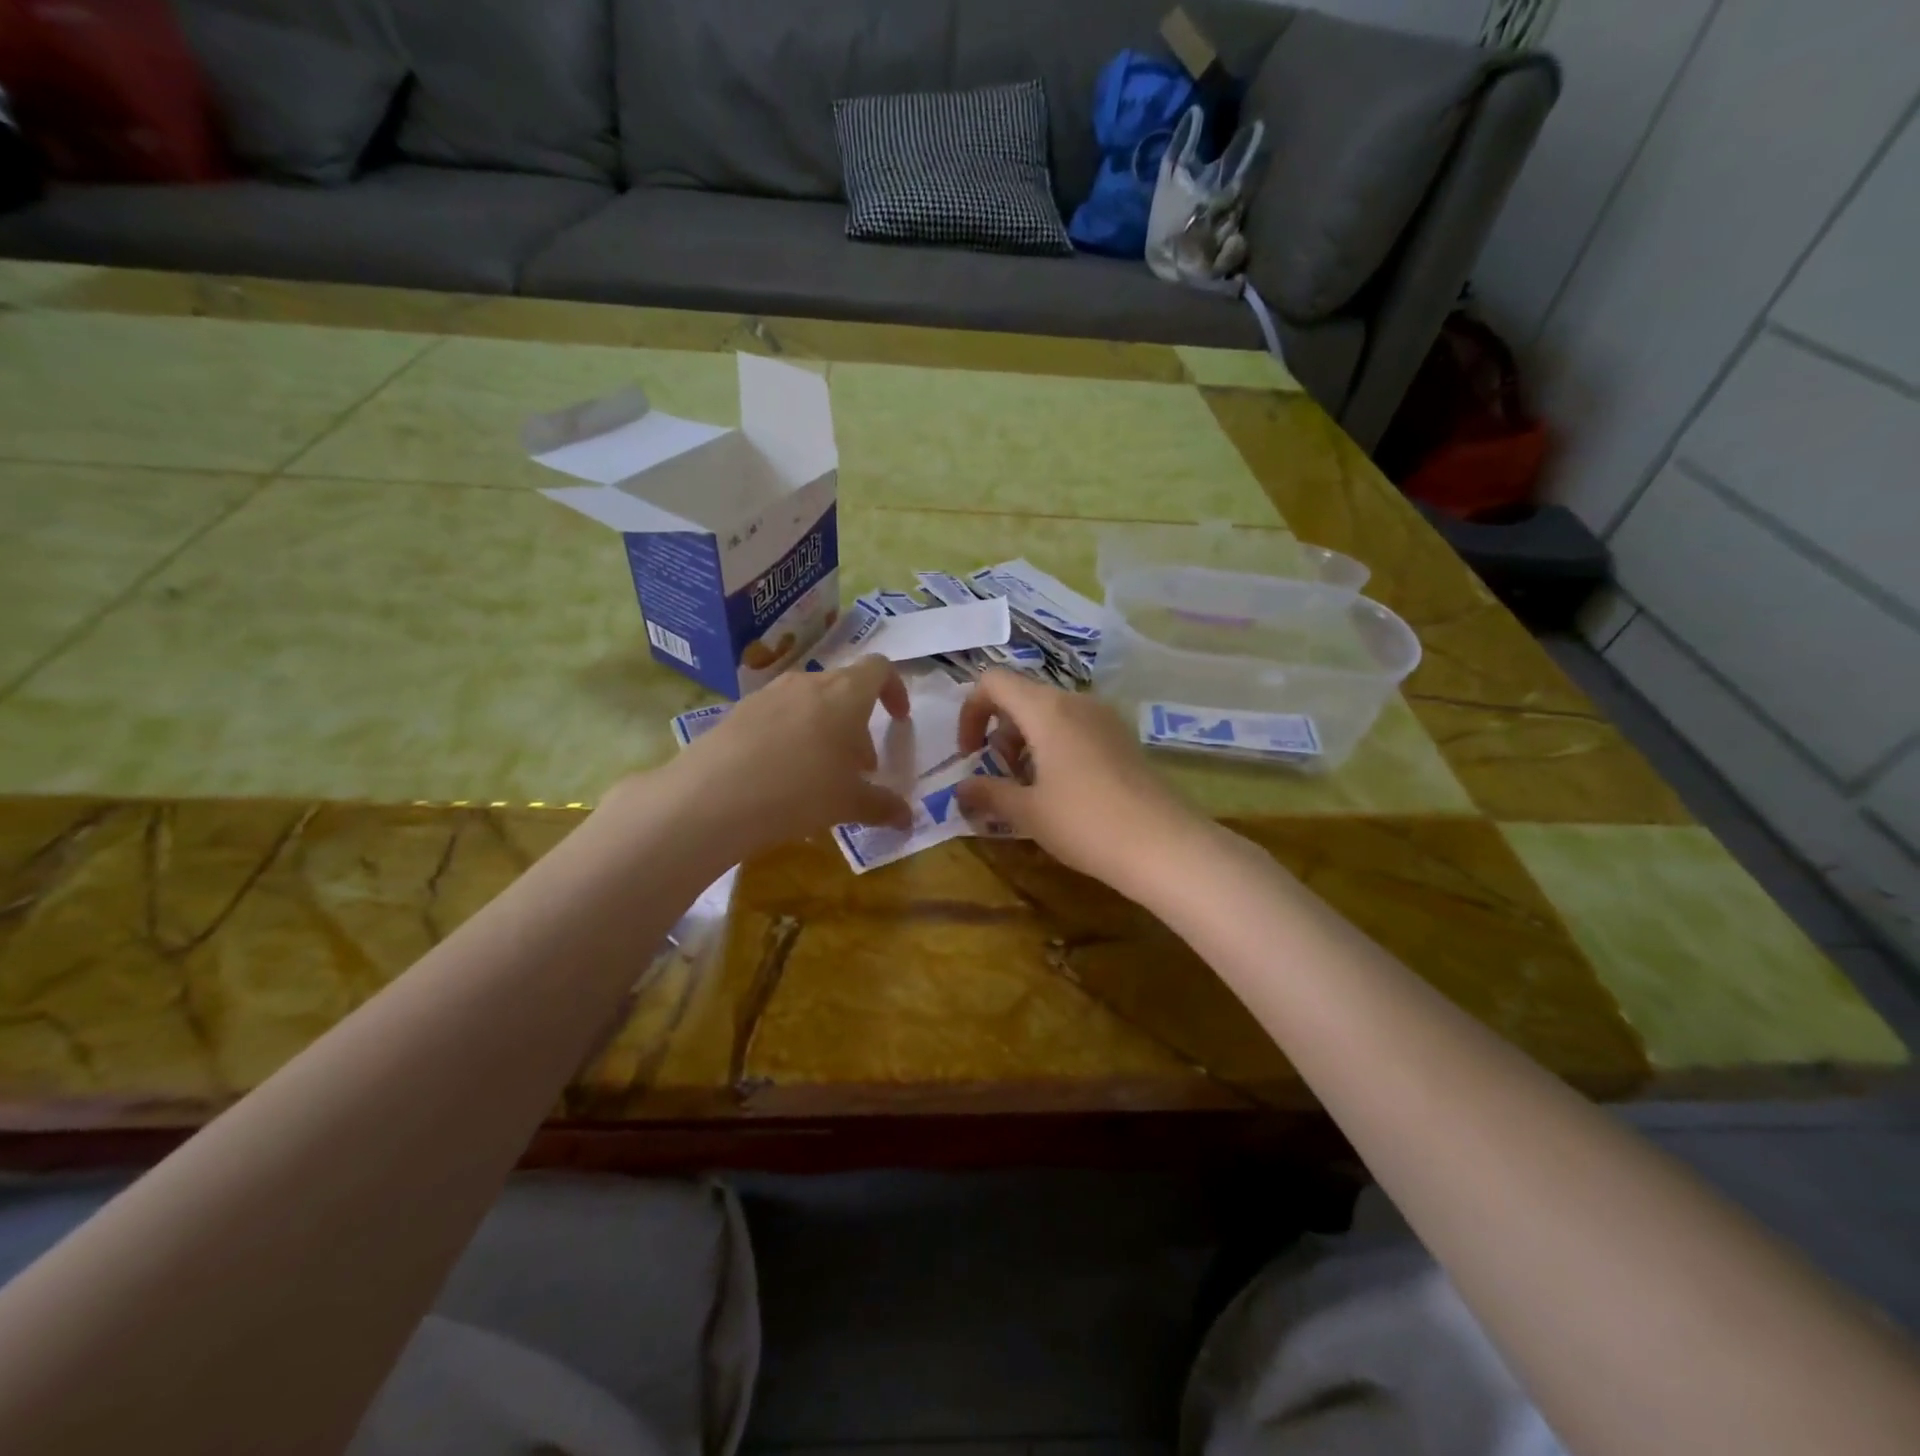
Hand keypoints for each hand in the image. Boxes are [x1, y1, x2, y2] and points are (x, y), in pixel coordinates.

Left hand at [668, 656, 914, 856]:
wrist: (711, 797)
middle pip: (844, 689)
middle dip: (858, 724)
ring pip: (809, 702)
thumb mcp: (848, 803)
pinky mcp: (737, 712)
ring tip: (820, 774)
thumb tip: (908, 818)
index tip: (898, 720)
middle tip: (859, 767)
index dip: (894, 690)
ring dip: (825, 730)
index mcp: (845, 693)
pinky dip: (792, 736)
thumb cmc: (799, 791)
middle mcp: (807, 683)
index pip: (879, 668)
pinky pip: (778, 716)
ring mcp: (768, 694)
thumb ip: (883, 806)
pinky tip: (780, 776)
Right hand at [953, 670, 1210, 892]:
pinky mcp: (1122, 738)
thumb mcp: (1027, 812)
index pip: (993, 682)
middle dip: (999, 734)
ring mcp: (1104, 718)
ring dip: (1026, 744)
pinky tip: (1061, 792)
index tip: (970, 755)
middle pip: (1022, 698)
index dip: (971, 712)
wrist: (1164, 845)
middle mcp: (1075, 702)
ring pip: (1050, 714)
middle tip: (1000, 779)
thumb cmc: (1085, 823)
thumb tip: (961, 789)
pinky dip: (1054, 748)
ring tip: (1029, 790)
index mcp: (1046, 709)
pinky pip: (1075, 729)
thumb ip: (988, 793)